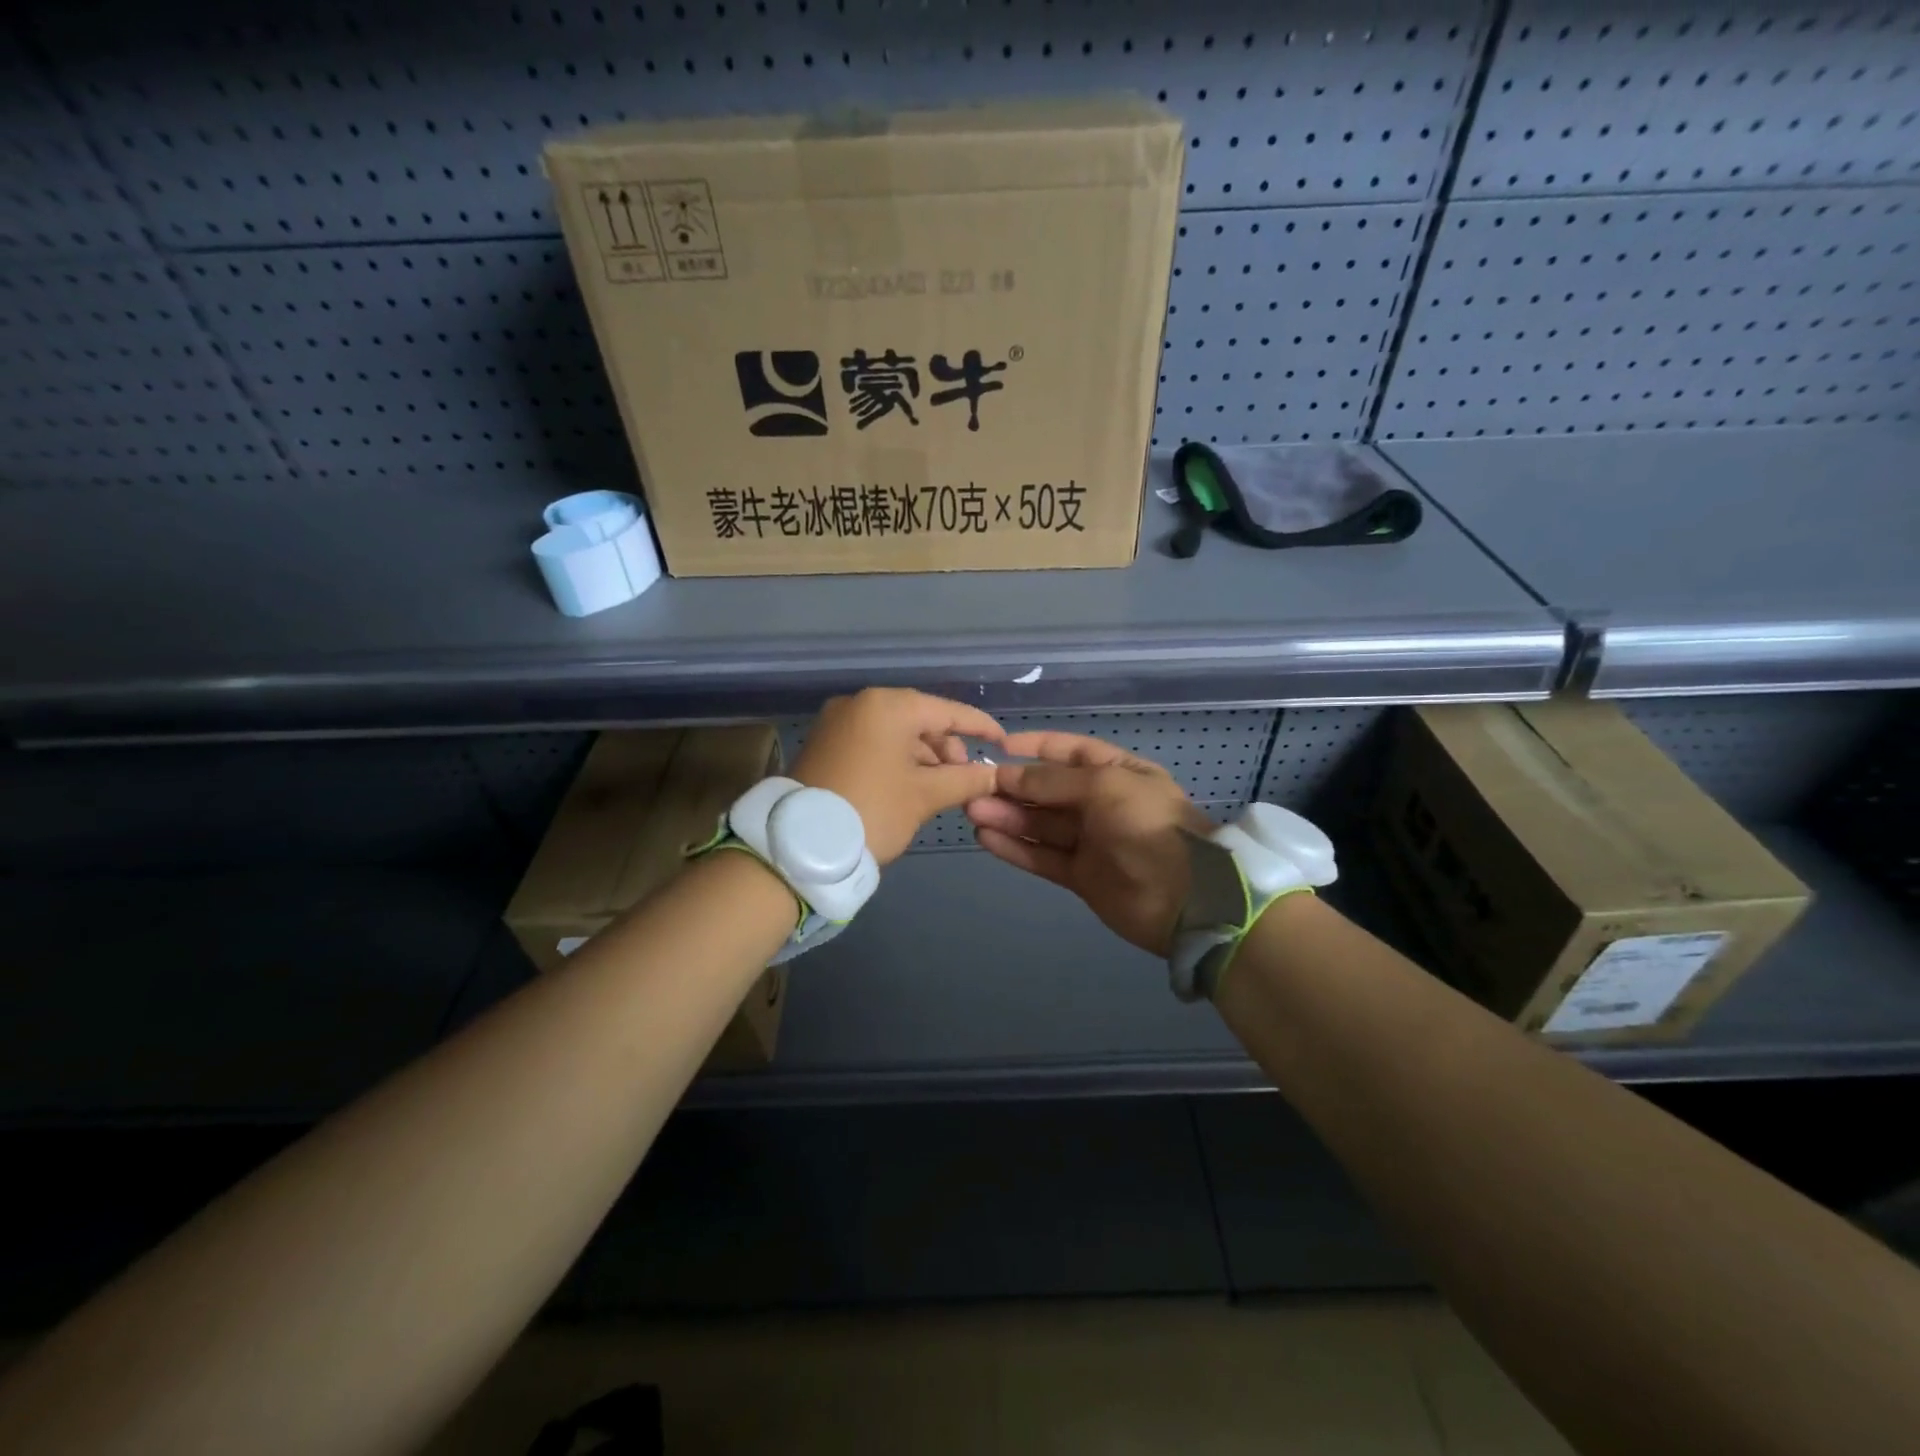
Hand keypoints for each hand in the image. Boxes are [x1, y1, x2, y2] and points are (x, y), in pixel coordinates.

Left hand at [792, 688, 1003, 864]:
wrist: (797, 845)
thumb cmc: (872, 810)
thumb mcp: (924, 796)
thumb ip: (966, 779)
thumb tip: (995, 774)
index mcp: (888, 706)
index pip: (947, 711)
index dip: (980, 726)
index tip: (1003, 742)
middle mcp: (860, 703)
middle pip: (920, 719)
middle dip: (946, 748)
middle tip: (963, 779)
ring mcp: (837, 722)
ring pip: (895, 733)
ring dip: (922, 757)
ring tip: (939, 789)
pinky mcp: (824, 743)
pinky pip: (872, 743)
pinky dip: (895, 760)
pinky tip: (910, 786)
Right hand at [965, 731, 1211, 955]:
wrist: (1186, 899)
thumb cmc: (1148, 826)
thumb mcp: (1104, 787)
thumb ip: (1053, 781)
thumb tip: (1009, 774)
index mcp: (1117, 773)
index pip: (1069, 752)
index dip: (1035, 747)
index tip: (999, 747)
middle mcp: (1102, 803)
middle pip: (1048, 790)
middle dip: (1013, 787)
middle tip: (973, 787)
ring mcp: (1091, 841)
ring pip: (1041, 824)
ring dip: (1007, 816)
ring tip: (971, 810)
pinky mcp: (1080, 875)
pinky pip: (1042, 856)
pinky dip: (1015, 847)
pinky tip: (985, 837)